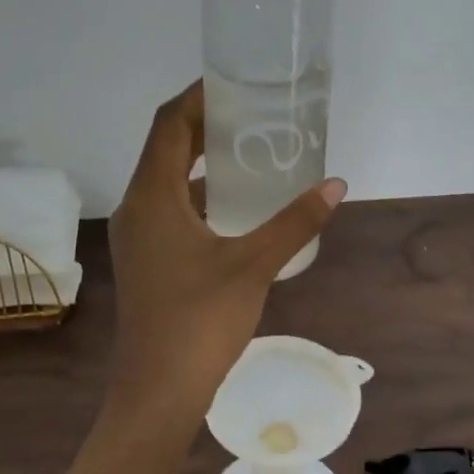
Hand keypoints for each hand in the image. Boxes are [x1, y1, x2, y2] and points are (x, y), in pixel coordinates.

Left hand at [106, 81, 345, 420]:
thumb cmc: (200, 321)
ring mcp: (139, 237)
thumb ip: (294, 222)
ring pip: (166, 181)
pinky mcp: (147, 260)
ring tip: (248, 151)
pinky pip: (169, 209)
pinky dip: (198, 195)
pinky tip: (234, 206)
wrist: (157, 390)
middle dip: (203, 126)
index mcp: (152, 197)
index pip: (169, 125)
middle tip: (251, 114)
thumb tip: (336, 185)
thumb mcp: (253, 266)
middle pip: (165, 149)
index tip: (235, 83)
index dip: (198, 97)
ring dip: (200, 161)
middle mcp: (137, 208)